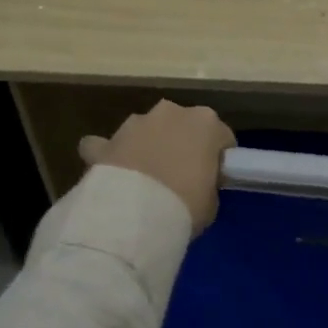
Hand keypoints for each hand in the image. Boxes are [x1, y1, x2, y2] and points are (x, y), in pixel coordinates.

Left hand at [78, 100, 235, 232]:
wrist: (134, 215)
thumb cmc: (186, 205)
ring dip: (146, 146)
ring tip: (143, 180)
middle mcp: (172, 112)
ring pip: (146, 131)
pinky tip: (110, 173)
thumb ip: (208, 184)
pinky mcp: (107, 140)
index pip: (221, 136)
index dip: (217, 158)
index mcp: (206, 122)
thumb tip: (197, 185)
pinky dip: (110, 155)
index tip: (213, 178)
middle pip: (182, 126)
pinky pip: (108, 145)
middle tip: (179, 177)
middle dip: (180, 144)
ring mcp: (136, 123)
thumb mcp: (211, 201)